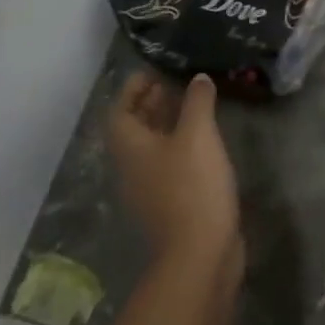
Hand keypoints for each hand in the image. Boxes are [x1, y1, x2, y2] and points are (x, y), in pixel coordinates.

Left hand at [109, 72, 242, 273]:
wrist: (199, 253)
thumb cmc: (192, 186)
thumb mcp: (198, 134)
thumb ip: (197, 101)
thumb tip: (197, 78)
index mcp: (130, 148)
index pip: (120, 111)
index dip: (133, 89)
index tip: (155, 71)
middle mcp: (132, 168)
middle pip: (134, 129)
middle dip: (151, 103)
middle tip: (176, 83)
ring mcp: (149, 189)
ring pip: (152, 147)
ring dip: (167, 123)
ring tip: (194, 105)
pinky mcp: (169, 204)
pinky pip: (168, 164)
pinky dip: (180, 145)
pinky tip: (204, 141)